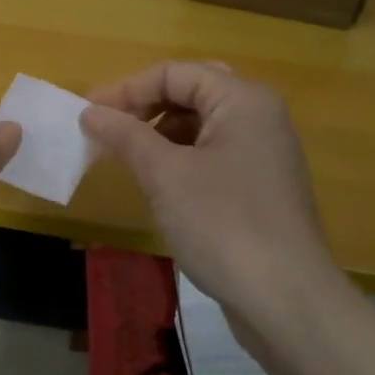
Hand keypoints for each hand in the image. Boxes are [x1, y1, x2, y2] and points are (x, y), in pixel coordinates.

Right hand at [80, 62, 345, 316]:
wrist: (287, 301)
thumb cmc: (223, 224)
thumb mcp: (165, 175)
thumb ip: (125, 135)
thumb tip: (90, 112)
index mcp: (243, 100)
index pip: (174, 73)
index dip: (127, 89)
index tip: (87, 115)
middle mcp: (260, 116)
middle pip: (191, 91)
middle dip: (146, 105)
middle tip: (110, 127)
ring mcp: (264, 152)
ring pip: (202, 123)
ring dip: (160, 131)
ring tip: (127, 155)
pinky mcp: (261, 186)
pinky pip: (213, 153)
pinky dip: (180, 156)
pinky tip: (158, 182)